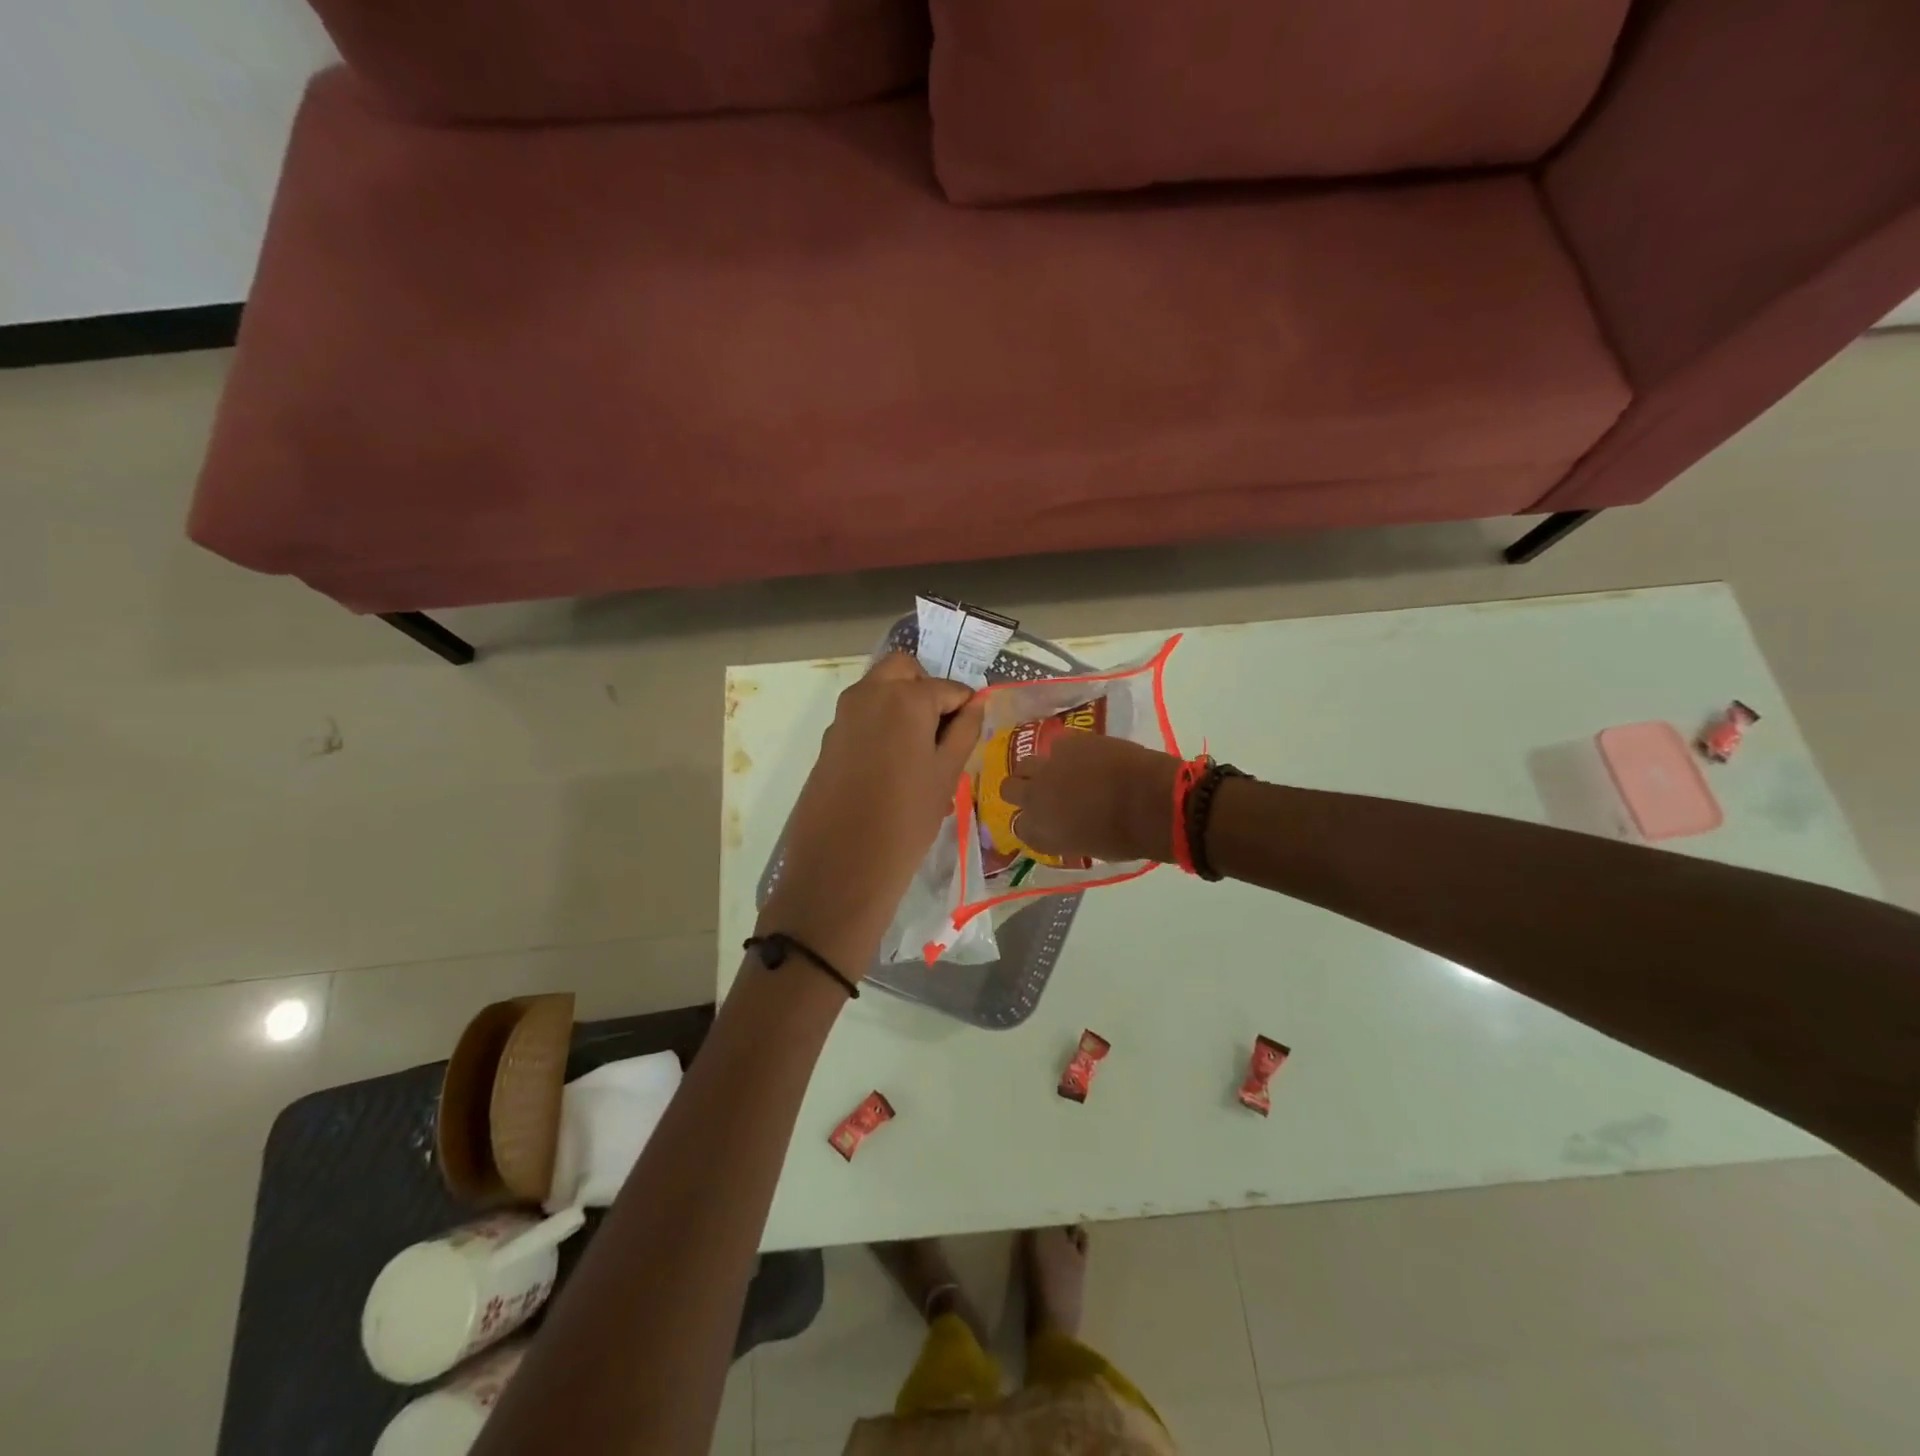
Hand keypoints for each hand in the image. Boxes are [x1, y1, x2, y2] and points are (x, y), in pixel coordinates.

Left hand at [758, 653, 984, 974]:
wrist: (841, 866)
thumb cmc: (906, 820)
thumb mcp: (947, 774)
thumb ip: (965, 730)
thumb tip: (977, 702)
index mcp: (904, 698)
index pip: (948, 687)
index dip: (965, 708)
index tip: (970, 734)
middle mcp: (868, 694)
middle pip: (904, 670)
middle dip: (926, 689)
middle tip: (940, 731)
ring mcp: (842, 716)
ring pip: (879, 690)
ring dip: (901, 705)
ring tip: (918, 753)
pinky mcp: (827, 740)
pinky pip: (861, 716)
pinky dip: (880, 724)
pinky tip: (891, 767)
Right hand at [1000, 732, 1180, 863]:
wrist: (1150, 802)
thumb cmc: (1126, 838)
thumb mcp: (1088, 847)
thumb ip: (1066, 835)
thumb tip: (1066, 826)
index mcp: (1040, 831)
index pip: (1019, 827)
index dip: (1031, 823)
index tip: (1045, 822)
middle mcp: (1035, 797)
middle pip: (1009, 789)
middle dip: (1021, 791)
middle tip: (1042, 792)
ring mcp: (1048, 766)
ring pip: (1026, 763)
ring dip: (1038, 769)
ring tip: (1058, 771)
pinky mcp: (1068, 742)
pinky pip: (1056, 744)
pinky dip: (1066, 751)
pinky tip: (1082, 755)